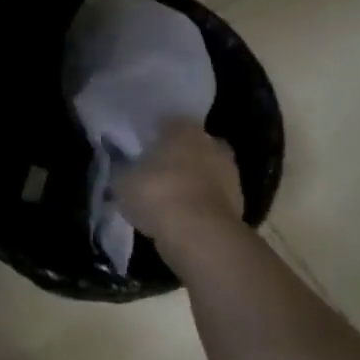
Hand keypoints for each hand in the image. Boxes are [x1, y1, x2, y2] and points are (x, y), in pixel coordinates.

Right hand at [116, 121, 244, 242]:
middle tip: (152, 172)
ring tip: (165, 198)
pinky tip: (179, 216)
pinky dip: (197, 204)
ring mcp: (230, 174)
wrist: (200, 236)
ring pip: (202, 172)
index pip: (165, 123)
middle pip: (188, 146)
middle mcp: (211, 144)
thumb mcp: (122, 180)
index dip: (150, 136)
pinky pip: (209, 197)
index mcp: (184, 129)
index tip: (136, 149)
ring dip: (188, 182)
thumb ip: (122, 168)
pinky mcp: (239, 204)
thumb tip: (121, 166)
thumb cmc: (158, 194)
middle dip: (174, 157)